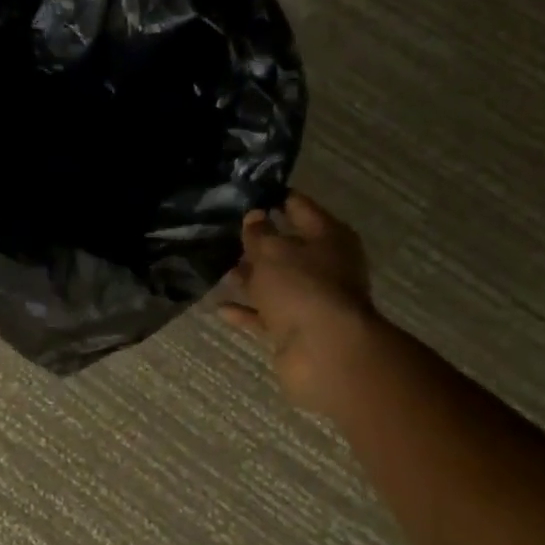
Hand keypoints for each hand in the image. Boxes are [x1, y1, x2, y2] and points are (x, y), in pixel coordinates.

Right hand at [221, 192, 382, 415]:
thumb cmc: (302, 288)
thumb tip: (254, 216)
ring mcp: (310, 299)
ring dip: (248, 277)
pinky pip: (266, 315)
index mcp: (328, 236)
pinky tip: (220, 306)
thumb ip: (259, 233)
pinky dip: (246, 311)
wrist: (324, 352)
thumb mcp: (272, 252)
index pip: (299, 207)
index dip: (273, 198)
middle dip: (257, 241)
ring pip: (274, 282)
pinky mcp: (295, 329)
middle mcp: (324, 265)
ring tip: (216, 266)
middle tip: (222, 231)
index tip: (244, 193)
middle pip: (287, 247)